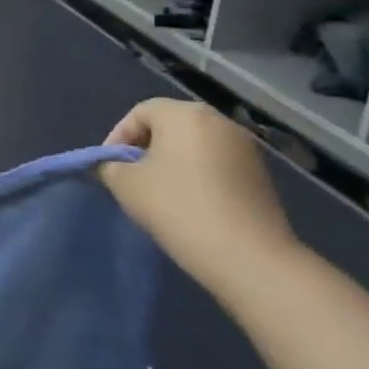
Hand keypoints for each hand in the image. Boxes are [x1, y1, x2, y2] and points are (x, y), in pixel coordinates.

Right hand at [99, 98, 301, 301]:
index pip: (140, 112)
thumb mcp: (124, 183)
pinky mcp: (260, 174)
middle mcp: (219, 122)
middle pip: (169, 125)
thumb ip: (109, 165)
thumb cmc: (177, 207)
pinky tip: (187, 200)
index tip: (108, 165)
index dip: (118, 136)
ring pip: (193, 144)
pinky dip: (196, 173)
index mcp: (186, 115)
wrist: (247, 256)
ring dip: (171, 160)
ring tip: (157, 189)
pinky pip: (215, 162)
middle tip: (129, 175)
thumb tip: (112, 165)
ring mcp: (245, 148)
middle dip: (144, 147)